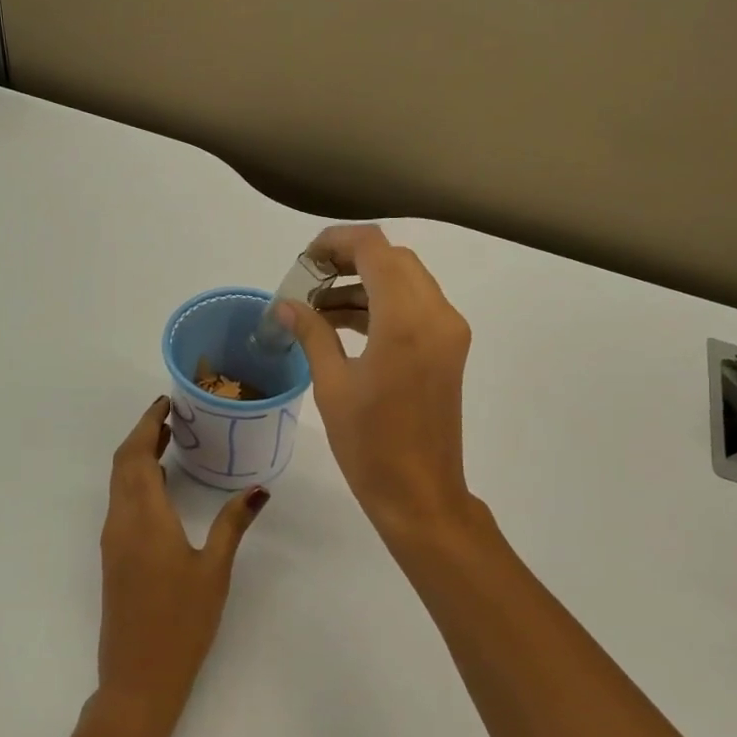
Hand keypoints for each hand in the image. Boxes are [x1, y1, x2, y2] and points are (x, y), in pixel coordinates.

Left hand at [96, 397, 269, 736]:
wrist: (139, 678)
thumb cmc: (182, 622)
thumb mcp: (215, 570)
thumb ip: (233, 524)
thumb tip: (258, 490)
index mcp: (144, 518)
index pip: (136, 455)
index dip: (148, 424)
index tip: (168, 402)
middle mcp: (120, 522)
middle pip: (122, 463)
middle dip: (143, 434)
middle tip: (174, 416)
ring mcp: (112, 540)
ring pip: (118, 482)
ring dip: (137, 455)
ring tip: (170, 441)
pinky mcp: (113, 557)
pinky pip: (120, 502)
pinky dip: (135, 479)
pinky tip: (161, 485)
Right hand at [281, 225, 473, 541]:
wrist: (421, 494)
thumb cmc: (370, 445)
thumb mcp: (332, 385)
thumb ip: (312, 333)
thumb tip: (286, 304)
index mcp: (405, 320)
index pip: (374, 248)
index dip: (336, 242)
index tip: (305, 260)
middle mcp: (436, 314)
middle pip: (393, 258)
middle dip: (350, 259)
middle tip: (309, 280)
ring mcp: (448, 330)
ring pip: (406, 280)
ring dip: (366, 282)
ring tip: (319, 306)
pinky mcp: (449, 348)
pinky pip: (415, 306)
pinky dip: (383, 303)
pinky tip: (345, 323)